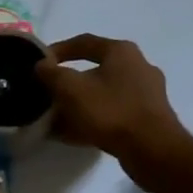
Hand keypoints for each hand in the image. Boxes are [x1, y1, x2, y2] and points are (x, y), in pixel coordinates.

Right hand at [36, 34, 192, 174]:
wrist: (152, 150)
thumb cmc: (111, 111)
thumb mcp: (71, 89)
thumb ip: (51, 74)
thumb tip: (41, 65)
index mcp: (121, 51)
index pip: (84, 42)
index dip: (58, 50)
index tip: (40, 63)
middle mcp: (138, 66)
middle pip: (95, 69)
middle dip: (68, 82)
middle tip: (49, 93)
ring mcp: (146, 93)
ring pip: (103, 93)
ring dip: (80, 103)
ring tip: (57, 118)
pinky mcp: (148, 117)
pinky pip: (113, 112)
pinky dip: (93, 119)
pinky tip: (74, 135)